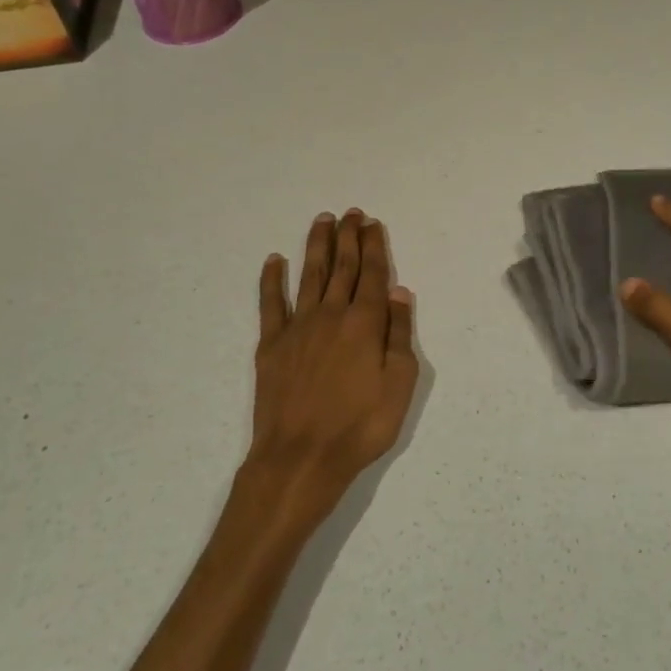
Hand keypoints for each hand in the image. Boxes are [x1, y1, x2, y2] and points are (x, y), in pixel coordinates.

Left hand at [249, 209, 419, 510]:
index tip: (373, 224)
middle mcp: (331, 315)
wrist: (301, 458)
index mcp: (365, 323)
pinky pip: (271, 303)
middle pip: (342, 267)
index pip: (372, 275)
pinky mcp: (271, 345)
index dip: (373, 247)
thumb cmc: (360, 426)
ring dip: (317, 246)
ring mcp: (298, 327)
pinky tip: (274, 260)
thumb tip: (399, 291)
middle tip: (351, 213)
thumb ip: (399, 334)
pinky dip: (272, 280)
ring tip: (322, 221)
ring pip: (310, 276)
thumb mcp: (400, 385)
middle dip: (348, 237)